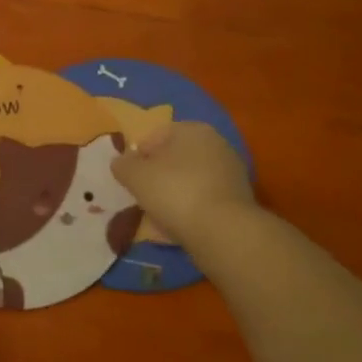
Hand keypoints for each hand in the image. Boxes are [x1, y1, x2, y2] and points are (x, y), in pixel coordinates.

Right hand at [112, 121, 255, 244]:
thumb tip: (121, 162)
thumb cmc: (175, 192)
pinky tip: (179, 227)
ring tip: (158, 216)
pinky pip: (204, 200)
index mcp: (192, 129)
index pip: (155, 135)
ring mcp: (231, 172)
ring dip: (173, 194)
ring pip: (190, 180)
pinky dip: (190, 210)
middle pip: (175, 158)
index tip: (129, 178)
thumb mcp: (135, 176)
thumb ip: (123, 165)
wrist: (224, 232)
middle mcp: (216, 144)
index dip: (138, 156)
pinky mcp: (239, 200)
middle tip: (142, 196)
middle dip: (157, 175)